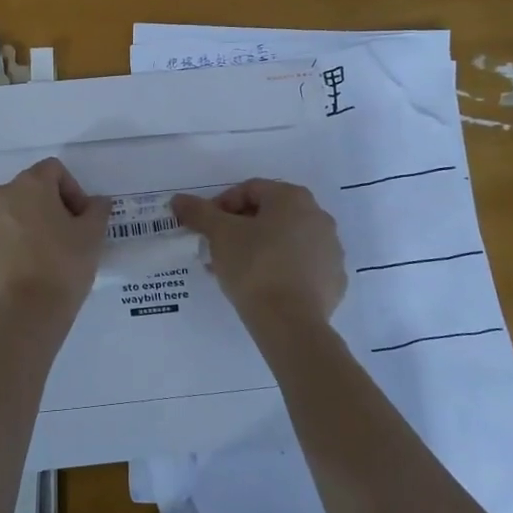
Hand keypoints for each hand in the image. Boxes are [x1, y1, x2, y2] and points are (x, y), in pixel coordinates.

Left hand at [0, 158, 110, 315]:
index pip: (53, 171)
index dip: (71, 191)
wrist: (24, 315)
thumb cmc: (63, 268)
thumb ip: (96, 210)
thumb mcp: (93, 236)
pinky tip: (12, 272)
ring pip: (2, 216)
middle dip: (43, 209)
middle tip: (60, 241)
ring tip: (34, 260)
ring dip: (18, 228)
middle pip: (25, 192)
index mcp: (30, 185)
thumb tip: (96, 202)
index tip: (79, 220)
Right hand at [172, 178, 345, 320]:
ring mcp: (331, 249)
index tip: (207, 228)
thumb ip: (199, 212)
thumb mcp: (220, 235)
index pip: (250, 190)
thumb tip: (178, 200)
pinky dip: (283, 270)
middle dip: (241, 228)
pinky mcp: (334, 280)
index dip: (222, 206)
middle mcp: (318, 217)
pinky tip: (264, 288)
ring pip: (287, 241)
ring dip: (261, 248)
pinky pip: (302, 267)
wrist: (290, 322)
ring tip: (237, 271)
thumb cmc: (254, 266)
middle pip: (270, 214)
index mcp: (292, 198)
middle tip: (219, 249)